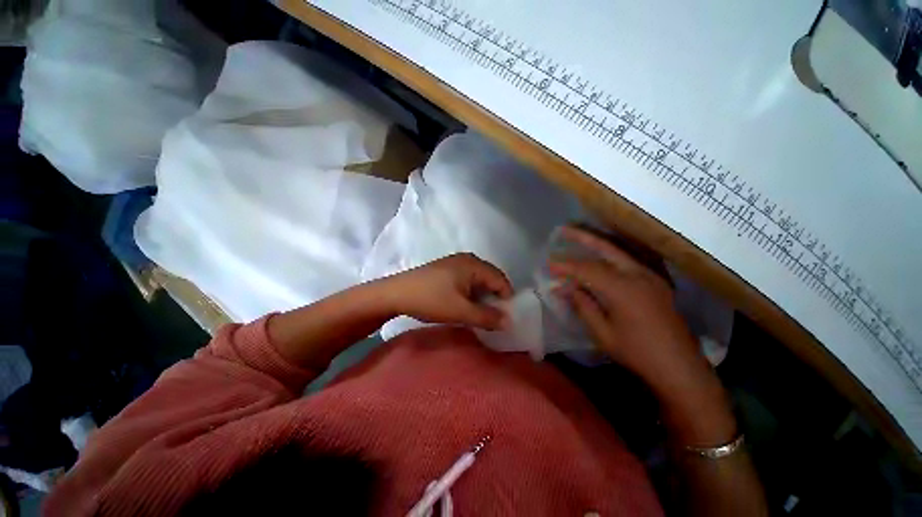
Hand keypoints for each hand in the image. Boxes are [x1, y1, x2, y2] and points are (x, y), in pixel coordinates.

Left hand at [384, 253, 512, 330]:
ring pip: (478, 280)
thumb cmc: (431, 300)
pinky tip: (464, 304)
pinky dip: (471, 293)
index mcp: (474, 264)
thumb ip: (487, 317)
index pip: (501, 280)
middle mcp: (468, 259)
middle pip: (491, 279)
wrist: (396, 293)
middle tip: (492, 317)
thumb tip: (508, 321)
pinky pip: (467, 280)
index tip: (504, 318)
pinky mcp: (446, 269)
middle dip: (494, 298)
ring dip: (482, 297)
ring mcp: (456, 262)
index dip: (506, 300)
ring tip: (478, 313)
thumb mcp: (461, 311)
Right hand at [548, 228, 733, 441]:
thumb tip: (564, 288)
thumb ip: (583, 305)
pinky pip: (628, 260)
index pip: (587, 269)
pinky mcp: (656, 281)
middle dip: (582, 237)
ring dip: (597, 242)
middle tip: (563, 229)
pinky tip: (601, 254)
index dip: (566, 265)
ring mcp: (650, 276)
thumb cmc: (637, 353)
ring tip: (579, 235)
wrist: (680, 367)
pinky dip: (610, 254)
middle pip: (606, 249)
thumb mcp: (603, 333)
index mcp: (623, 290)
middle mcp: (638, 276)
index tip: (549, 265)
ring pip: (618, 251)